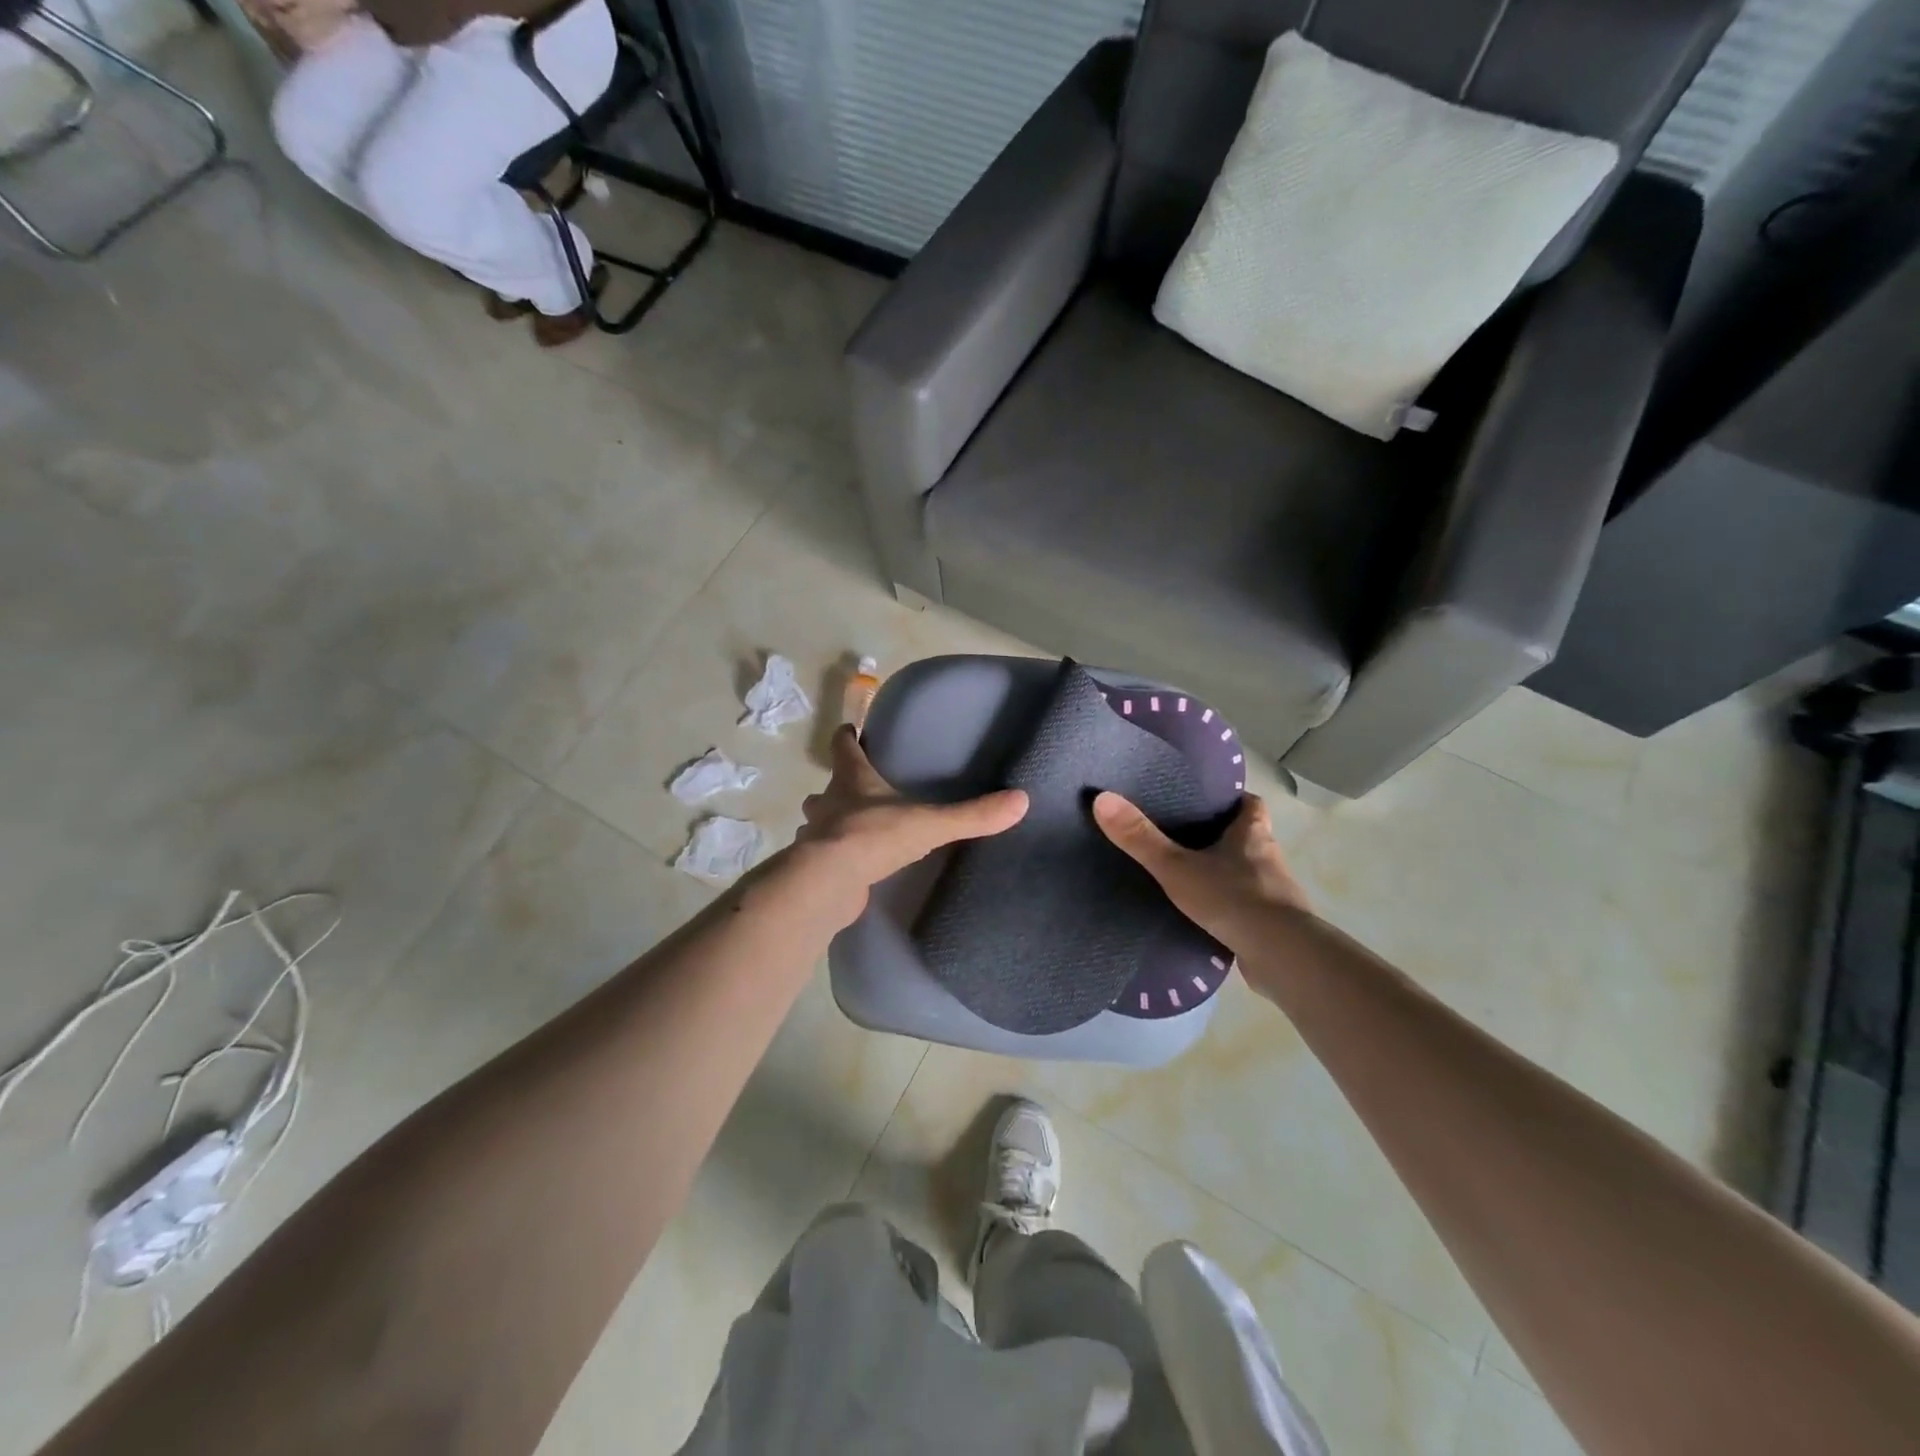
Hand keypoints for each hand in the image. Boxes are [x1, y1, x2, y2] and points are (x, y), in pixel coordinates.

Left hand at [792, 726, 1027, 921]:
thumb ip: (972, 815)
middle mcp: (827, 802)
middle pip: (828, 786)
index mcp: (852, 779)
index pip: (843, 746)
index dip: (848, 737)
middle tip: (860, 790)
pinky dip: (834, 856)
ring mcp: (816, 835)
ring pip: (819, 821)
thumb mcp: (930, 823)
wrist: (829, 882)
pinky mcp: (815, 867)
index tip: (852, 730)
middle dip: (840, 786)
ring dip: (832, 822)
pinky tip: (851, 866)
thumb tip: (1021, 801)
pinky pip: (824, 855)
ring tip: (856, 829)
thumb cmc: (875, 836)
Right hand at [1093, 792, 1310, 953]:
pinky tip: (1206, 916)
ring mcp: (1275, 893)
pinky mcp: (1274, 925)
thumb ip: (1140, 838)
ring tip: (1190, 877)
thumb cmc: (1232, 898)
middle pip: (1248, 837)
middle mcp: (1269, 857)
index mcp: (1252, 834)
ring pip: (1249, 873)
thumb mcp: (1176, 867)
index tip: (1206, 800)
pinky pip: (1249, 907)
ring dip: (1227, 874)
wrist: (1280, 955)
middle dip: (1222, 837)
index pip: (1250, 804)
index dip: (1231, 799)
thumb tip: (1102, 799)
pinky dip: (1231, 908)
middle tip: (1186, 837)